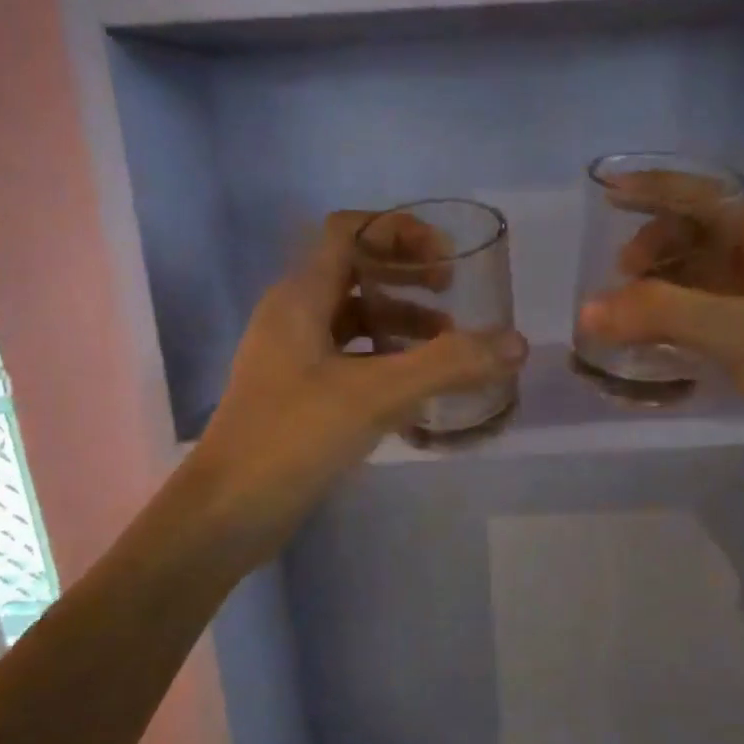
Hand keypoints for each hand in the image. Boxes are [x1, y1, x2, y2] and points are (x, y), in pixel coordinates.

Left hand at [187, 211, 527, 557]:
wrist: (226, 513)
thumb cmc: (293, 437)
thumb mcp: (377, 395)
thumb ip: (448, 365)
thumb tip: (517, 343)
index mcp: (300, 297)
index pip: (349, 231)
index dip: (399, 232)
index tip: (445, 260)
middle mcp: (292, 316)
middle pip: (355, 273)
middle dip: (408, 280)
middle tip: (452, 299)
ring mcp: (291, 357)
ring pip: (354, 321)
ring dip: (401, 325)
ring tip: (447, 350)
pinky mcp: (297, 394)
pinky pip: (349, 360)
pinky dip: (386, 363)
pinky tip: (418, 394)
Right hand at [578, 197, 743, 498]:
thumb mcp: (739, 333)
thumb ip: (662, 314)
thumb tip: (588, 311)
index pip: (708, 197)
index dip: (656, 189)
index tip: (608, 189)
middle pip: (701, 233)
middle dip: (657, 245)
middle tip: (620, 273)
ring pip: (701, 274)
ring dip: (662, 282)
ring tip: (625, 305)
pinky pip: (706, 311)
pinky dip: (674, 315)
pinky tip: (649, 333)